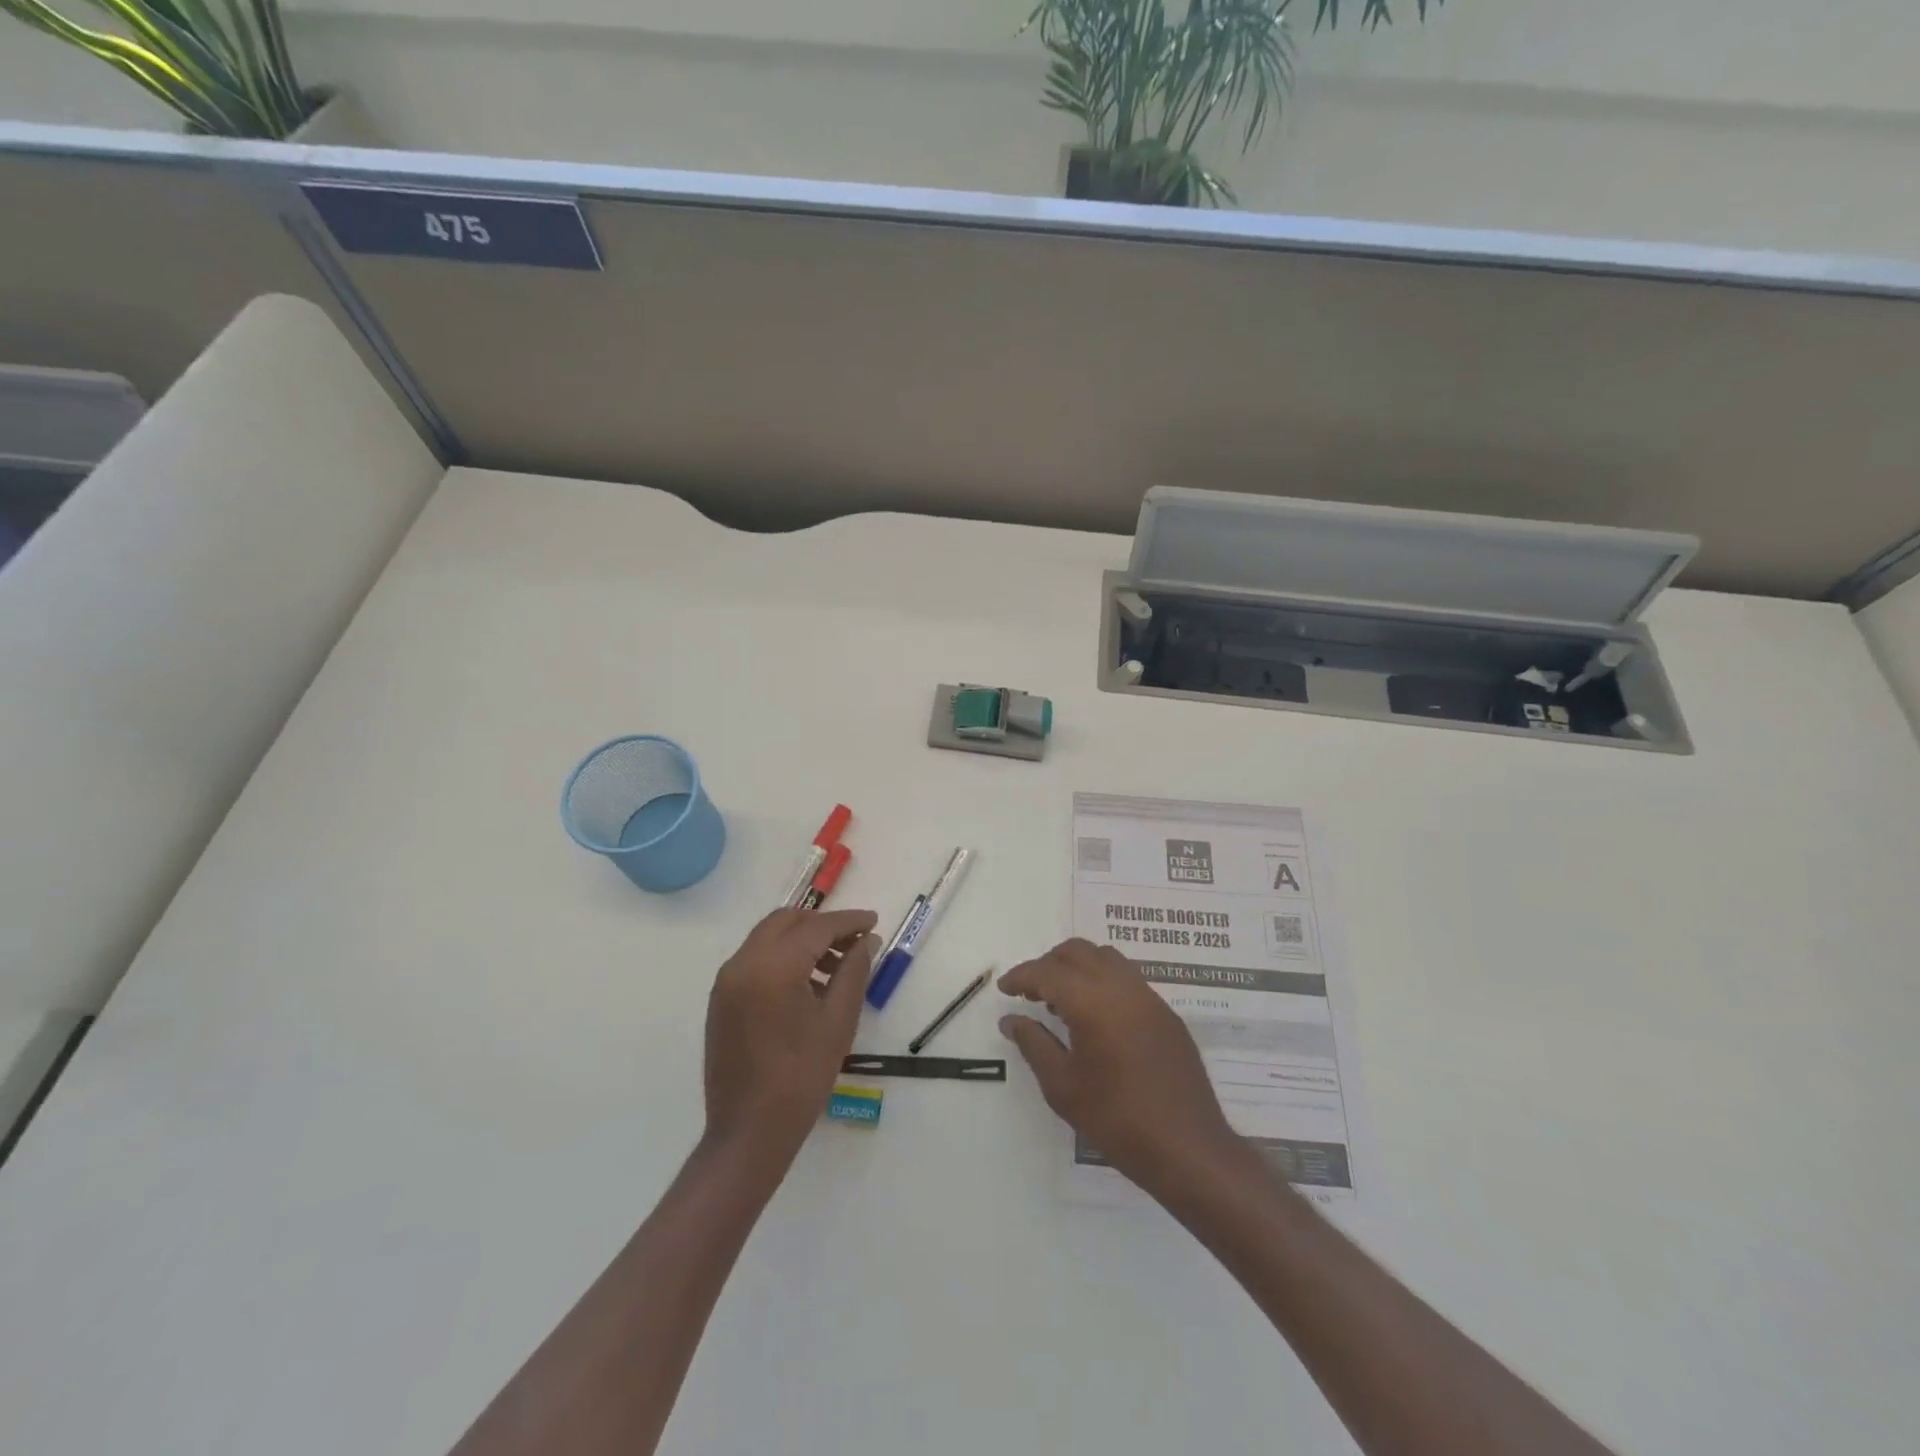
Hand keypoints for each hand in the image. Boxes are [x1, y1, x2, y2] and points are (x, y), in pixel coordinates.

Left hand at [704, 908, 878, 1171]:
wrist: (749, 1132)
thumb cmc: (802, 1076)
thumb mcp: (838, 1020)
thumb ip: (854, 971)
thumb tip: (867, 940)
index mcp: (773, 967)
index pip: (816, 928)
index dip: (848, 922)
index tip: (874, 920)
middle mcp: (743, 963)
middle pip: (786, 921)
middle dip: (822, 924)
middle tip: (854, 941)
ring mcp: (727, 981)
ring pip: (768, 938)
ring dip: (802, 940)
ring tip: (836, 967)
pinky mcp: (721, 999)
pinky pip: (755, 959)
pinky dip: (782, 957)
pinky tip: (807, 984)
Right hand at [1000, 939, 1241, 1201]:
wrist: (1187, 1148)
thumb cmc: (1116, 1120)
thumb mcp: (1062, 1087)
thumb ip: (1033, 1044)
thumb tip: (1011, 1019)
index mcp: (1092, 1002)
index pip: (1048, 972)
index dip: (1021, 976)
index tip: (1004, 989)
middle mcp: (1122, 987)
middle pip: (1077, 952)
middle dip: (1048, 964)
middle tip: (1030, 992)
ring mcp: (1149, 997)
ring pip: (1105, 958)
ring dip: (1077, 967)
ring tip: (1062, 1002)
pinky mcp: (1165, 1012)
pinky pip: (1127, 978)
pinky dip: (1102, 981)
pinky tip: (1096, 1016)